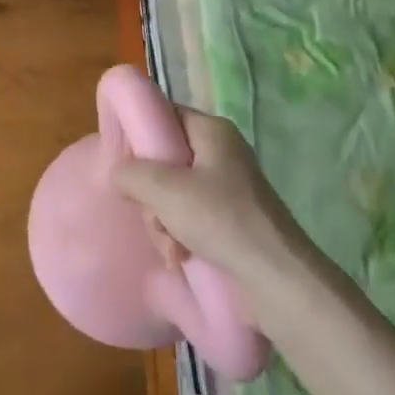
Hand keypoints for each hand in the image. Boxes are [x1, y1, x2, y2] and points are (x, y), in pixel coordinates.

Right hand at [113, 108, 307, 293]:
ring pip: (173, 194)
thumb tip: (117, 175)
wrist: (277, 278)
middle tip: (154, 217)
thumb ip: (130, 173)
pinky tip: (181, 257)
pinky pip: (190, 217)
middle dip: (151, 195)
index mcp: (212, 131)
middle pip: (165, 160)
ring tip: (172, 247)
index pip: (164, 116)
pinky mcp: (231, 219)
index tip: (123, 165)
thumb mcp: (164, 189)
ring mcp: (228, 188)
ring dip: (163, 222)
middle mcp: (221, 153)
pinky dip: (180, 236)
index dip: (139, 136)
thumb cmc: (220, 220)